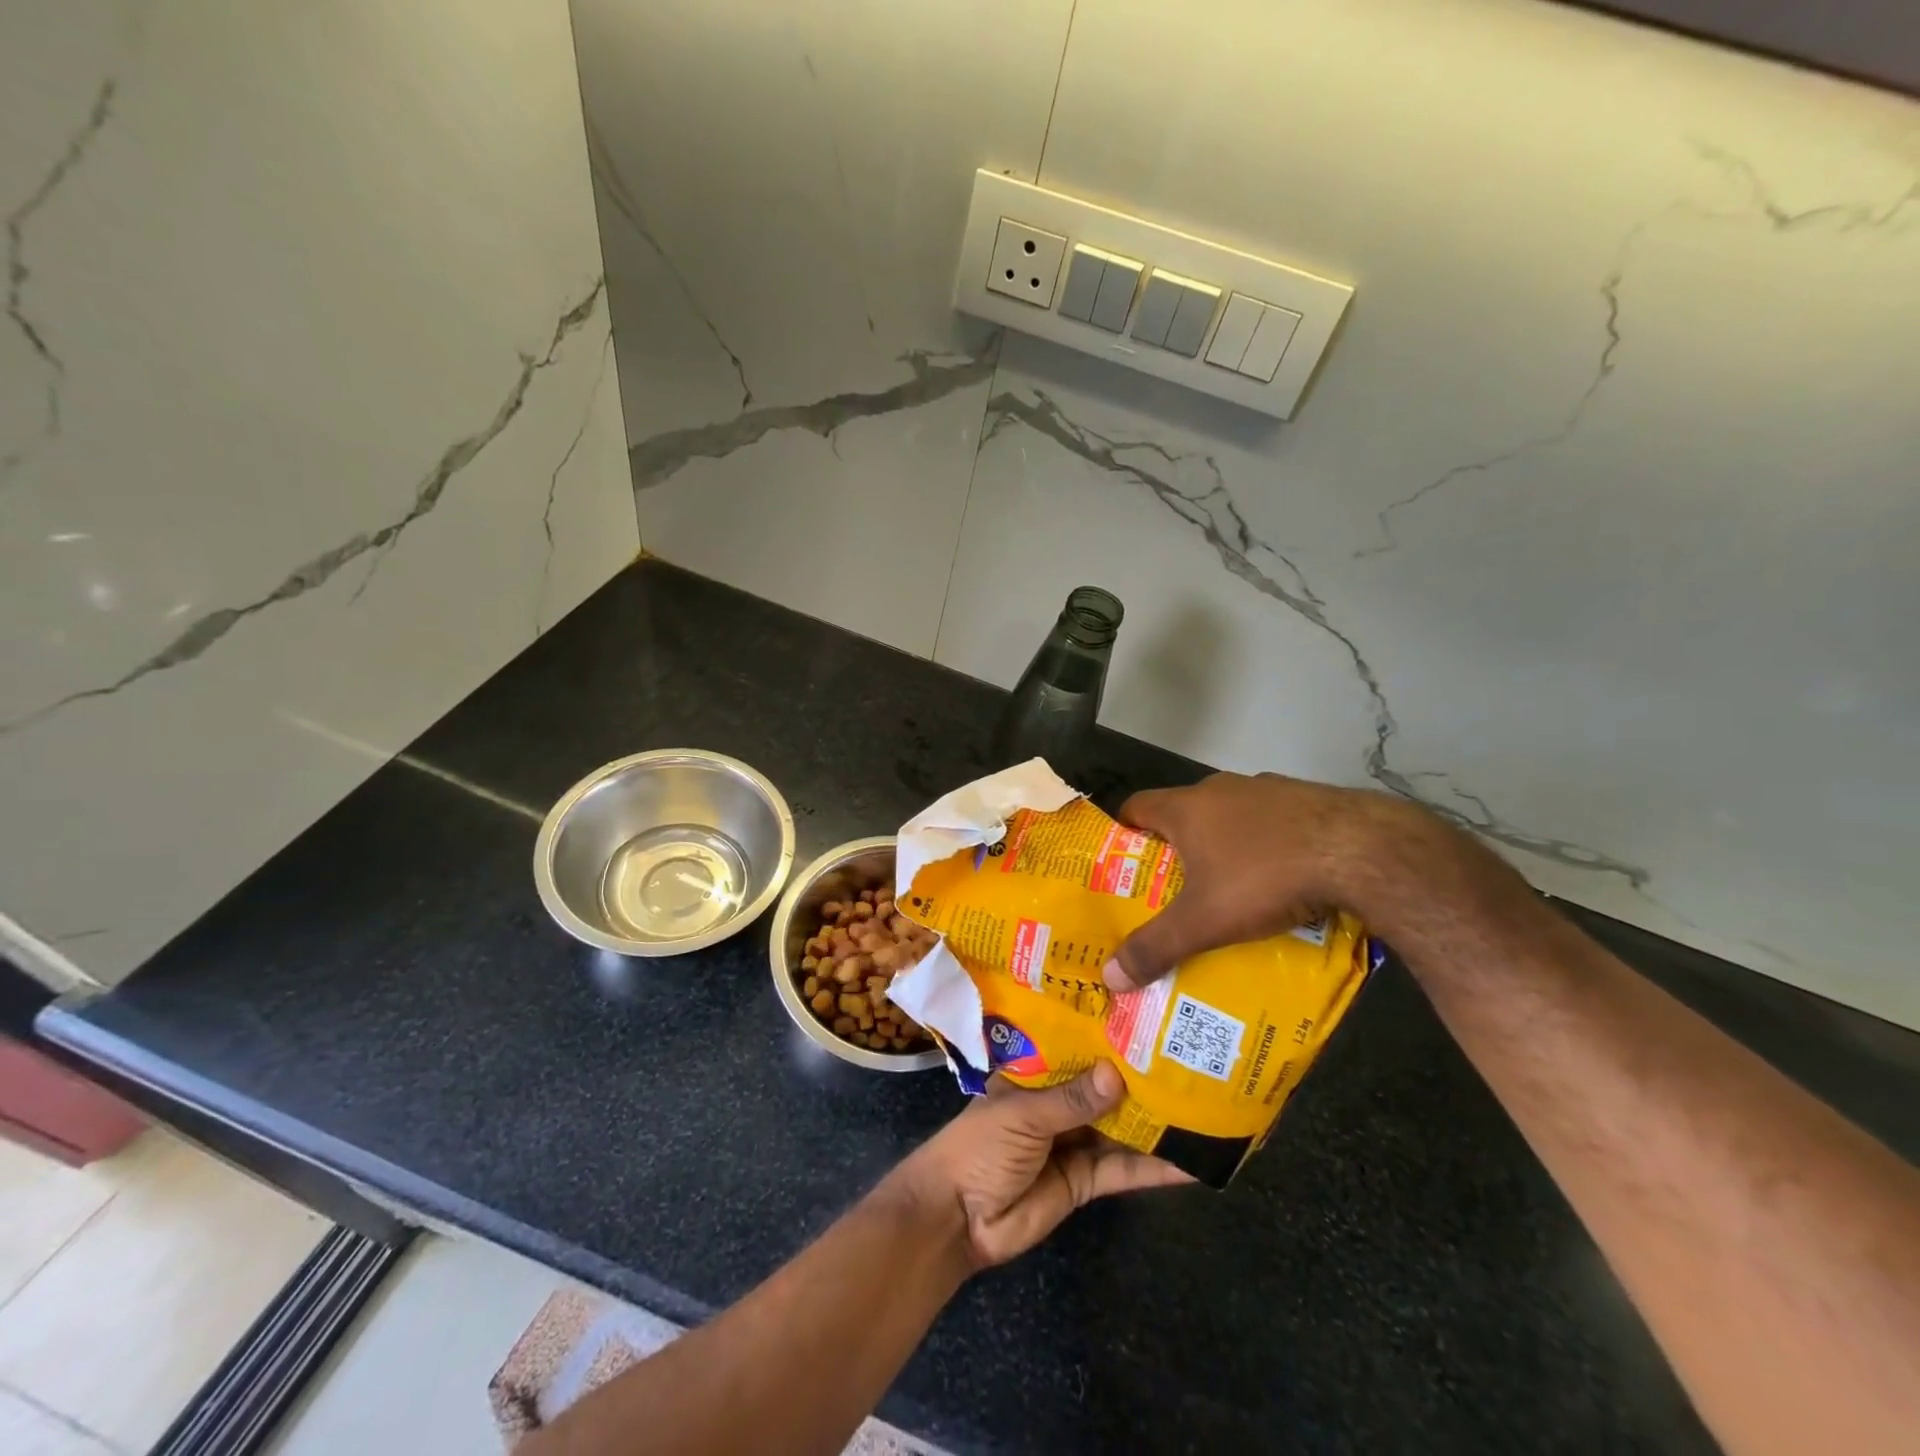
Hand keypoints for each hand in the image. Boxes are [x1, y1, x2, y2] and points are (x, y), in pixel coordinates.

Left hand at [886, 1062, 1191, 1269]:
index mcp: (1035, 1074)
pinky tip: (1190, 1162)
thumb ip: (1071, 1099)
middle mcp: (1057, 1102)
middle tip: (1189, 1061)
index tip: (1148, 1019)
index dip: (1107, 1037)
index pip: (1075, 1048)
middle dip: (1139, 1078)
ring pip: (1120, 1127)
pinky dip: (1153, 1168)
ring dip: (1154, 1122)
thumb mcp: (1023, 1115)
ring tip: (1202, 1107)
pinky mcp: (1085, 1181)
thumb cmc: (980, 1147)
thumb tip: (1117, 1074)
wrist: (957, 1218)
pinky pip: (1123, 1170)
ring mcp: (1073, 1141)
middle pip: (1104, 1088)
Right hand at [1105, 771, 1421, 991]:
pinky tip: (1282, 878)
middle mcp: (1220, 788)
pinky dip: (1266, 843)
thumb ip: (1156, 947)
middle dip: (1176, 847)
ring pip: (1230, 816)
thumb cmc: (1265, 877)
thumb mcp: (1205, 921)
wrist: (1361, 850)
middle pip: (1183, 812)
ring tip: (1229, 887)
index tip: (1121, 860)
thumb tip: (1109, 977)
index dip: (1123, 831)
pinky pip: (1272, 821)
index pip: (1136, 805)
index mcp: (1187, 807)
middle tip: (1173, 886)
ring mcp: (1267, 789)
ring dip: (1224, 843)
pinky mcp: (1307, 798)